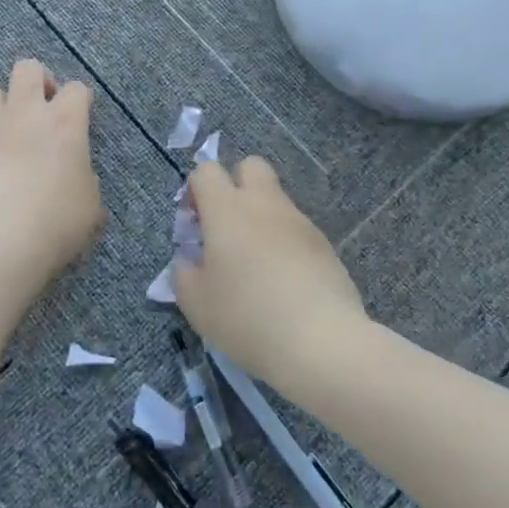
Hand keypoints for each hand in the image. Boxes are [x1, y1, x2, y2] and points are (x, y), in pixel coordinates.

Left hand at [0, 60, 103, 293]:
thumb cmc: (53, 223)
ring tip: (9, 136)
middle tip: (42, 109)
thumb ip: (83, 181)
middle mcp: (24, 115)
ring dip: (2, 108)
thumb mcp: (89, 207)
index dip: (79, 100)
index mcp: (64, 124)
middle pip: (27, 69)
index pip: (76, 88)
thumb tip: (74, 178)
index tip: (78, 118)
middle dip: (37, 81)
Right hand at [173, 157, 367, 385]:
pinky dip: (285, 244)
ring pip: (275, 200)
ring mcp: (299, 221)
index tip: (194, 226)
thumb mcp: (195, 303)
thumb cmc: (246, 316)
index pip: (206, 171)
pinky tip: (284, 283)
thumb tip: (191, 258)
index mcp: (227, 209)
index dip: (195, 191)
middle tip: (227, 228)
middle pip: (250, 166)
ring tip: (256, 267)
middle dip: (235, 185)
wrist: (320, 341)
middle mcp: (264, 204)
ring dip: (261, 218)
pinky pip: (296, 230)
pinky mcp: (324, 244)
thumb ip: (184, 271)